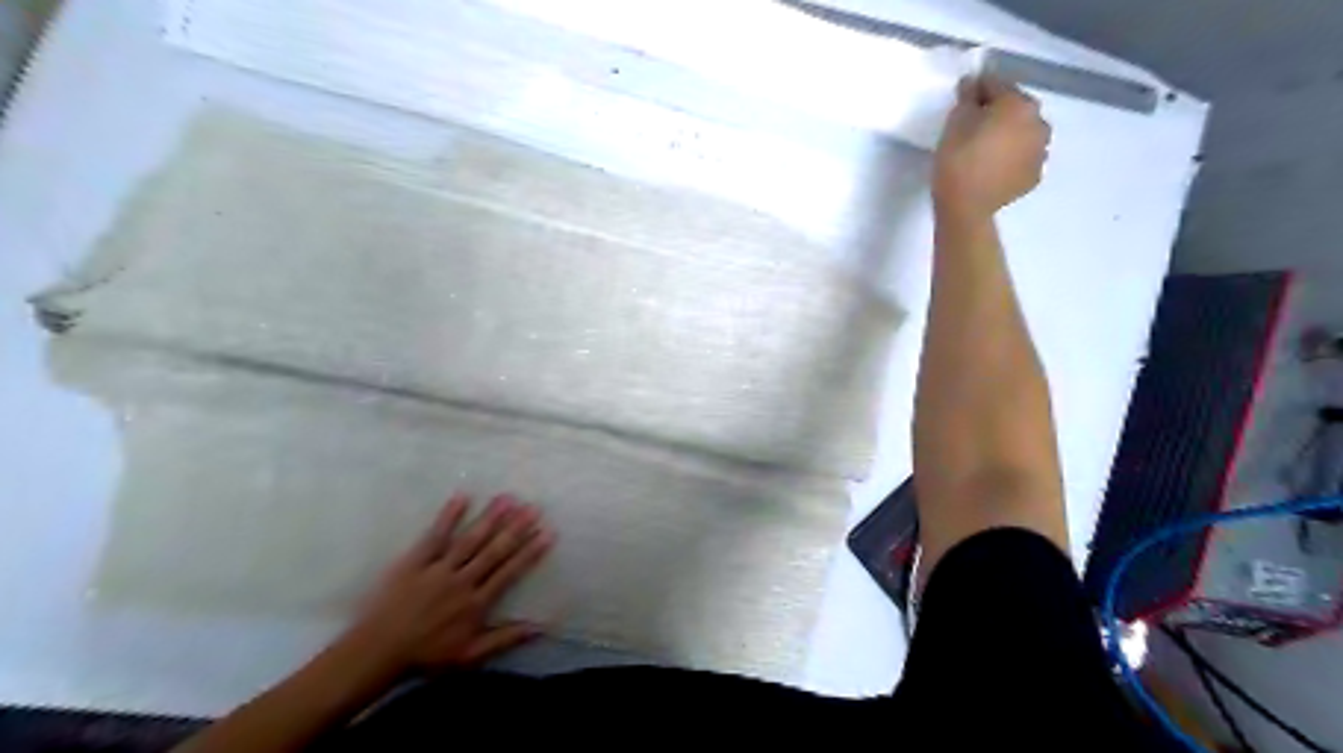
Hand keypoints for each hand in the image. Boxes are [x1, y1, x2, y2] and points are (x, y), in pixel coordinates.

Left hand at [342, 494, 560, 675]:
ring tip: (507, 498)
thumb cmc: (426, 656)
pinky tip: (462, 497)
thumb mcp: (470, 655)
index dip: (530, 552)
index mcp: (477, 604)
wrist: (377, 653)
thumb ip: (506, 638)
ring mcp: (438, 570)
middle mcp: (462, 582)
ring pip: (470, 540)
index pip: (509, 572)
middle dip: (516, 528)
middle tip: (534, 507)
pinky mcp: (415, 562)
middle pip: (494, 551)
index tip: (548, 532)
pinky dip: (449, 516)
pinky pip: (435, 536)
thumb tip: (541, 627)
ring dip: (490, 518)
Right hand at [935, 74, 1046, 216]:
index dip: (978, 89)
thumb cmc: (957, 160)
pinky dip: (1012, 158)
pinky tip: (994, 167)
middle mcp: (1039, 123)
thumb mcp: (954, 123)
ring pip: (1023, 133)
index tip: (964, 97)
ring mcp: (1041, 151)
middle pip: (1016, 109)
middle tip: (974, 126)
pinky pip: (1023, 157)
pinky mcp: (1035, 176)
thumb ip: (966, 97)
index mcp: (1020, 104)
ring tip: (987, 149)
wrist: (966, 208)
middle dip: (998, 112)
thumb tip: (972, 82)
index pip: (997, 85)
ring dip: (1009, 135)